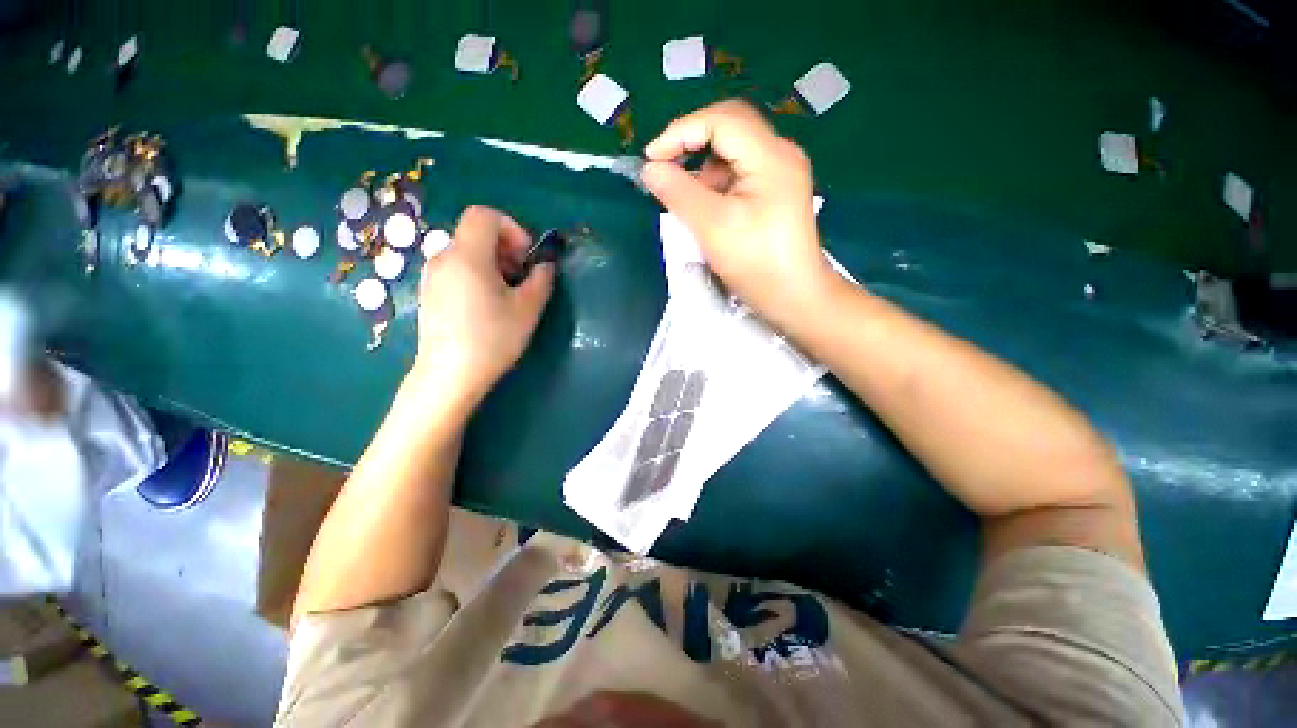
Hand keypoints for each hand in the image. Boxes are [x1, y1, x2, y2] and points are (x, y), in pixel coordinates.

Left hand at [411, 205, 553, 413]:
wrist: (449, 375)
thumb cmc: (492, 339)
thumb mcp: (528, 309)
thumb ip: (541, 279)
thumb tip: (544, 265)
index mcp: (467, 256)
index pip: (485, 214)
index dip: (511, 228)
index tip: (525, 258)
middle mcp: (443, 257)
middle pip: (476, 233)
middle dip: (505, 248)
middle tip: (521, 279)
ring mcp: (432, 275)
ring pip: (467, 252)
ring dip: (492, 263)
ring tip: (507, 295)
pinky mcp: (429, 292)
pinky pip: (456, 269)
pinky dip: (476, 275)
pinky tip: (486, 305)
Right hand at [641, 99, 830, 329]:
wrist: (796, 298)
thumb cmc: (757, 265)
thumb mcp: (713, 228)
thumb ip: (678, 193)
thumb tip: (650, 169)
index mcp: (771, 156)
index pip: (721, 120)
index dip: (681, 131)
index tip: (651, 158)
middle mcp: (780, 154)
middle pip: (729, 128)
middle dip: (691, 144)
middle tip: (664, 169)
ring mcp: (781, 172)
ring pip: (733, 152)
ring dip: (703, 168)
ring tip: (687, 200)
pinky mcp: (776, 191)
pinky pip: (739, 173)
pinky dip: (716, 184)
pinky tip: (707, 209)